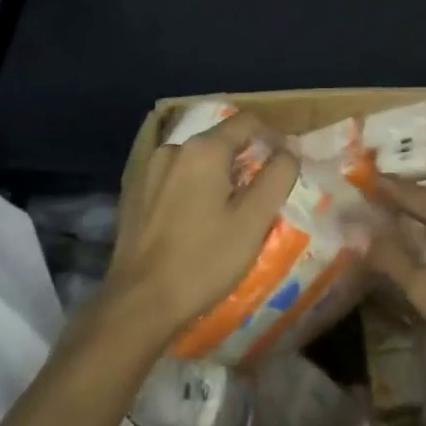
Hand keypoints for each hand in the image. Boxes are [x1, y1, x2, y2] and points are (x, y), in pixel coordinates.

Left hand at [103, 111, 299, 346]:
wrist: (140, 303)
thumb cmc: (204, 260)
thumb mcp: (254, 219)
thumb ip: (278, 175)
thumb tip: (290, 149)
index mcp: (203, 149)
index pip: (248, 122)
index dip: (273, 138)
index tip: (285, 167)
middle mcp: (173, 149)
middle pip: (221, 140)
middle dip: (246, 160)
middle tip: (261, 196)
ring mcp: (148, 170)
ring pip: (197, 161)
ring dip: (218, 176)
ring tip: (230, 211)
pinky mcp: (135, 194)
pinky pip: (175, 178)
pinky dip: (194, 188)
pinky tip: (197, 222)